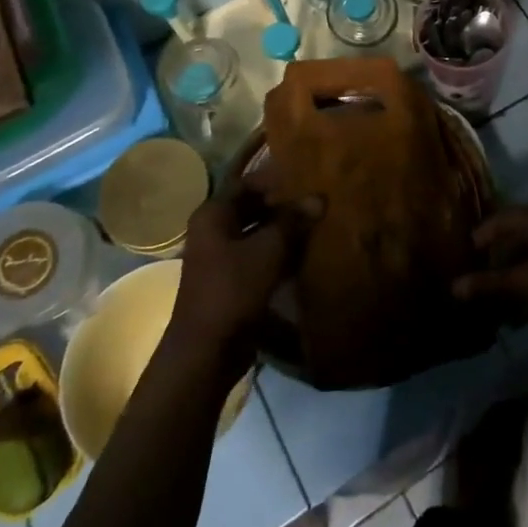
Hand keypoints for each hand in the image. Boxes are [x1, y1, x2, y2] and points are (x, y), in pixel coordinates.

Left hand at [167, 177, 317, 377]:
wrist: (207, 351)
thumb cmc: (233, 289)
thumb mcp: (269, 249)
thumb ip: (293, 220)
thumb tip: (320, 196)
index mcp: (213, 214)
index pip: (248, 183)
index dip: (276, 178)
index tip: (307, 175)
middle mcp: (214, 231)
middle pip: (253, 207)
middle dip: (284, 204)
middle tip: (318, 198)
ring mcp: (221, 257)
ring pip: (257, 233)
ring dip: (284, 229)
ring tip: (319, 221)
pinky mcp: (232, 281)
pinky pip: (259, 256)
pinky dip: (280, 252)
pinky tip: (307, 251)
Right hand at [452, 204, 527, 324]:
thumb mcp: (526, 283)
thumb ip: (490, 283)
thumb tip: (453, 287)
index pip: (502, 218)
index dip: (481, 236)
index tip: (463, 256)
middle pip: (516, 234)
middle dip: (495, 255)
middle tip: (475, 274)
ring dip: (511, 272)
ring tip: (492, 293)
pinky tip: (517, 308)